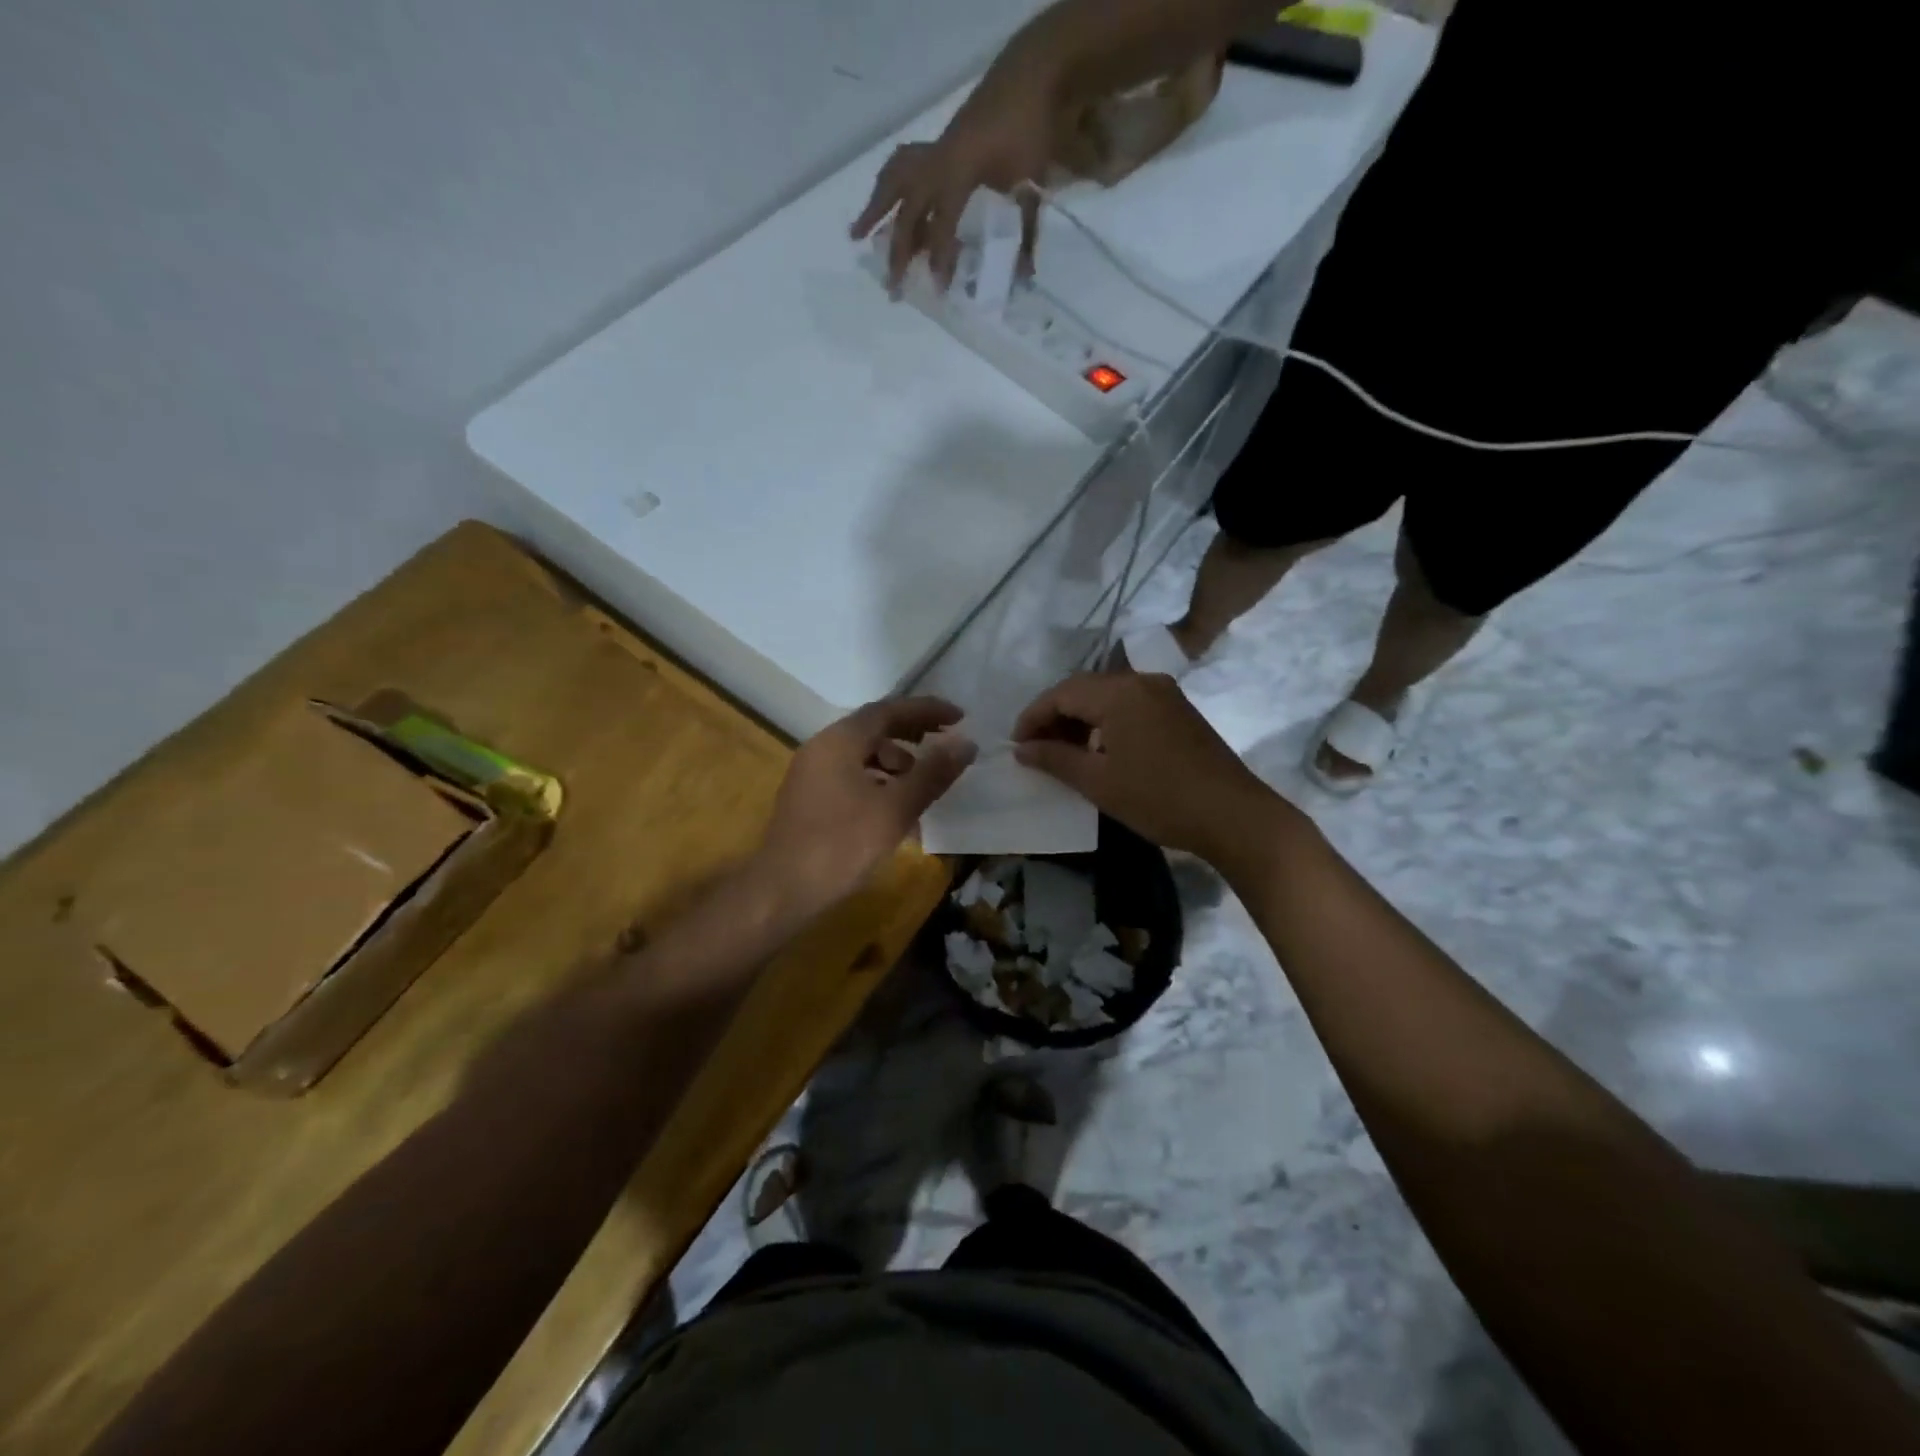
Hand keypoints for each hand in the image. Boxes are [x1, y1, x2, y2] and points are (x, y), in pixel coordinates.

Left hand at [755, 697, 975, 921]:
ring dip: (897, 761)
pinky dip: (879, 781)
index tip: (960, 716)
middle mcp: (822, 747)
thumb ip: (932, 774)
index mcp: (840, 740)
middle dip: (913, 734)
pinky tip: (896, 809)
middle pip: (874, 728)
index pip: (889, 710)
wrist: (782, 892)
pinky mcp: (809, 799)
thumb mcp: (895, 809)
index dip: (927, 710)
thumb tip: (966, 743)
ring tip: (925, 783)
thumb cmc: (841, 845)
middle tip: (947, 744)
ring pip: (862, 754)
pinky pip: (851, 775)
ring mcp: (811, 774)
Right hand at [850, 69, 1055, 290]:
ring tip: (857, 234)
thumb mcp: (1034, 183)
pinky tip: (885, 199)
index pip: (942, 222)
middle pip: (908, 208)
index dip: (939, 256)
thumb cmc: (1032, 128)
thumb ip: (1027, 230)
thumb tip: (1025, 276)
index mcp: (959, 169)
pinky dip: (890, 183)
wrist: (1033, 73)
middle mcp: (938, 158)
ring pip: (895, 179)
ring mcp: (936, 147)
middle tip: (890, 285)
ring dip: (875, 208)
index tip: (938, 287)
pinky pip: (904, 164)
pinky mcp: (940, 142)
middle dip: (898, 248)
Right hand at [1012, 671, 1291, 865]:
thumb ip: (1055, 759)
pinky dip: (1106, 722)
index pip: (1061, 693)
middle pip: (1084, 689)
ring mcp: (1165, 694)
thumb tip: (1021, 749)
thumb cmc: (1159, 799)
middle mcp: (1142, 681)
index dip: (1033, 717)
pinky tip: (1100, 750)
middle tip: (1035, 749)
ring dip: (1081, 720)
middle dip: (1055, 716)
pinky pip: (1130, 706)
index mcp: (1119, 692)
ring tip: (1063, 752)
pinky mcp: (1179, 711)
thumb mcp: (1099, 782)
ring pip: (1108, 697)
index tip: (1015, 745)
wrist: (1234, 815)